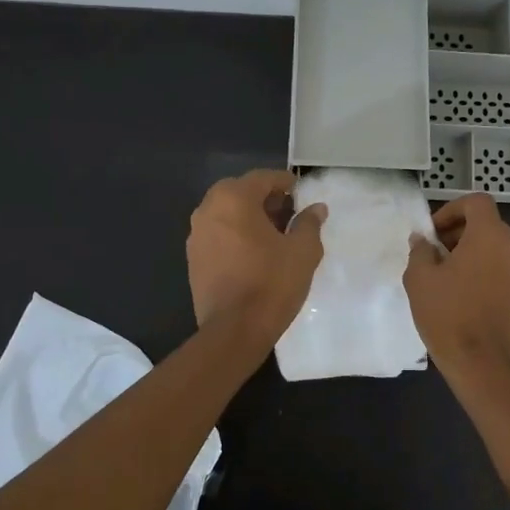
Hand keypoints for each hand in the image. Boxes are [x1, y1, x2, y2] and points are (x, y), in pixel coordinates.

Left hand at [187, 170, 327, 341]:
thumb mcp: (303, 251)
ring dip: (248, 218)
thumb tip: (316, 208)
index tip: (300, 192)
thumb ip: (309, 224)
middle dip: (264, 199)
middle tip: (288, 214)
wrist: (234, 330)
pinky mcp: (193, 259)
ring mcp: (196, 235)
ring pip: (226, 214)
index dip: (284, 183)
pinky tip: (254, 255)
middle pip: (240, 193)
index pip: (262, 178)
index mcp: (233, 199)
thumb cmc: (272, 283)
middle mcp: (207, 209)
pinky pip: (218, 235)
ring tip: (273, 236)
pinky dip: (235, 236)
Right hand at [404, 193, 509, 383]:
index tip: (433, 232)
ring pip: (496, 248)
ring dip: (472, 252)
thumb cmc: (447, 313)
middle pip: (488, 224)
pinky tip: (464, 294)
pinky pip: (503, 269)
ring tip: (447, 276)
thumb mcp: (420, 278)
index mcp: (491, 235)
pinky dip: (485, 270)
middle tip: (435, 254)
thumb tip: (423, 240)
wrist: (480, 362)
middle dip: (460, 232)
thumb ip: (421, 250)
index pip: (476, 202)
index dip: (452, 209)